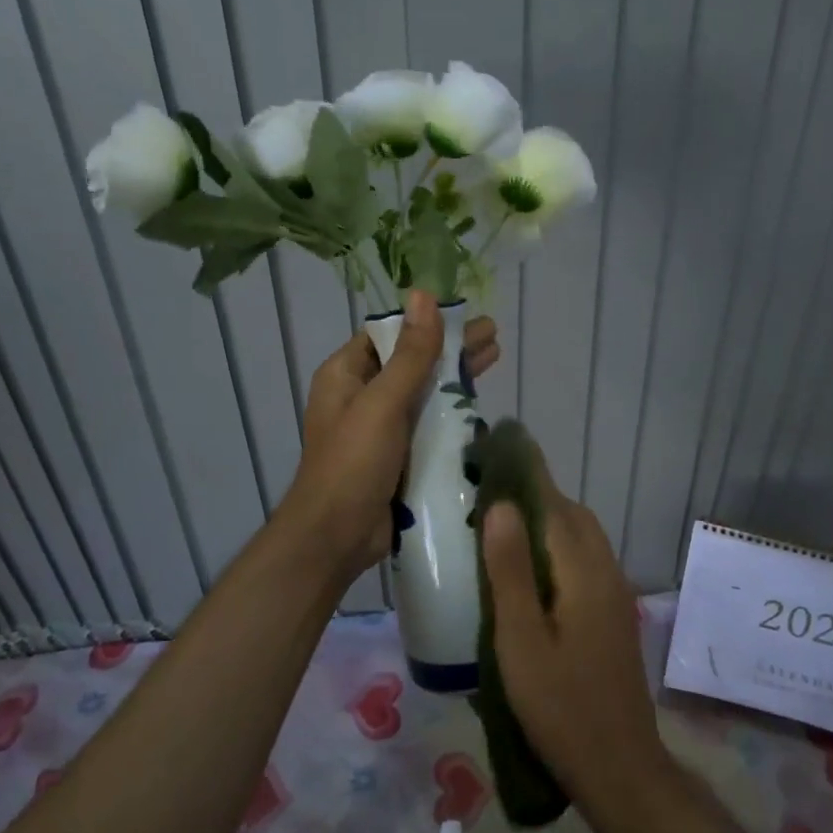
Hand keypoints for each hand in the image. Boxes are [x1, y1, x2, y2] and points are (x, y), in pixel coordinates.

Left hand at [282, 289, 499, 584]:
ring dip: (455, 377)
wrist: (336, 537)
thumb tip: (424, 295)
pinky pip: (428, 423)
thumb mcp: (383, 403)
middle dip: (450, 348)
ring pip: (423, 392)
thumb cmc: (353, 463)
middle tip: (493, 336)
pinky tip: (482, 404)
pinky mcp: (399, 455)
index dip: (426, 321)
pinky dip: (452, 411)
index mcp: (346, 375)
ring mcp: (381, 427)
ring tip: (495, 359)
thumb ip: (410, 353)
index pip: (389, 334)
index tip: (464, 313)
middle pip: (411, 361)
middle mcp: (362, 396)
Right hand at [482, 475, 668, 815]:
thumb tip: (501, 505)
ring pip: (580, 539)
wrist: (619, 768)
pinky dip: (557, 549)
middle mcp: (606, 571)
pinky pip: (584, 562)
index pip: (554, 503)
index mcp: (584, 570)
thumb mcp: (521, 640)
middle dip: (534, 496)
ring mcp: (614, 594)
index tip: (494, 450)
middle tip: (486, 496)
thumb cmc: (560, 706)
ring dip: (547, 522)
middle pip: (571, 516)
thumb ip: (510, 571)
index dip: (526, 474)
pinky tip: (529, 574)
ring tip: (501, 530)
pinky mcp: (612, 615)